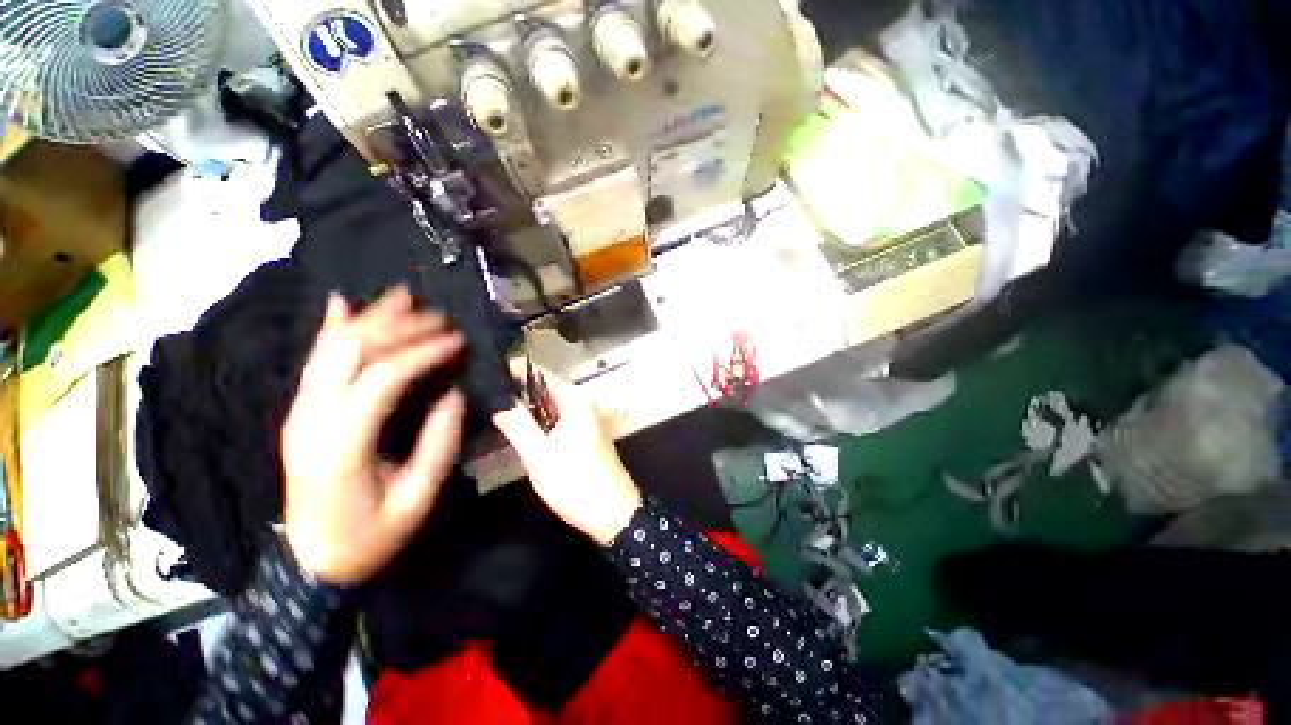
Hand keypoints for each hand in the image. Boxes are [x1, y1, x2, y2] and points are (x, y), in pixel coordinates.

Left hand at [281, 288, 465, 585]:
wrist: (311, 561)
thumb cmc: (371, 536)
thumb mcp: (417, 499)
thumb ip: (438, 443)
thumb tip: (454, 393)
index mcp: (342, 445)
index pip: (382, 379)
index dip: (422, 352)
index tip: (457, 340)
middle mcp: (311, 419)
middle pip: (350, 352)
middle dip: (398, 326)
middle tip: (439, 314)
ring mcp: (299, 413)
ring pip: (329, 349)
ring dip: (369, 318)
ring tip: (402, 295)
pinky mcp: (300, 413)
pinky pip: (314, 361)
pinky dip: (329, 329)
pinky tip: (342, 304)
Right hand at [492, 367, 640, 545]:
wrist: (614, 515)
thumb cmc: (577, 485)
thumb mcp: (540, 456)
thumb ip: (516, 424)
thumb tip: (494, 396)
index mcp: (573, 399)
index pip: (535, 371)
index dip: (507, 371)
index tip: (477, 379)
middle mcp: (580, 401)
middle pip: (539, 387)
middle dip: (510, 393)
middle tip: (475, 401)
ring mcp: (582, 417)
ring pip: (544, 404)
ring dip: (520, 409)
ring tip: (485, 414)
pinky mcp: (580, 432)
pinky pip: (552, 418)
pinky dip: (534, 422)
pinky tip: (512, 431)